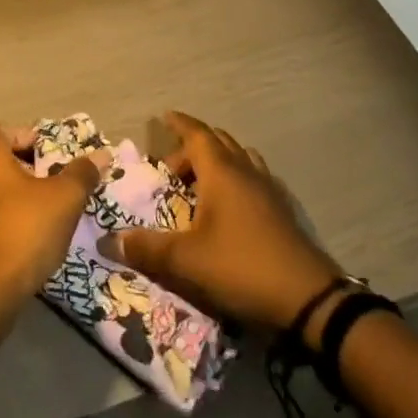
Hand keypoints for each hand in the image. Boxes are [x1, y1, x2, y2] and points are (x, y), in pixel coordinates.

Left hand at [0, 122, 107, 308]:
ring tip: (43, 217)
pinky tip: (25, 246)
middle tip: (52, 185)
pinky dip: (2, 227)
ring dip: (12, 200)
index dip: (21, 135)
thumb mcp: (64, 199)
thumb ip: (82, 174)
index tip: (47, 155)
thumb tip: (101, 155)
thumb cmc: (24, 231)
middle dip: (22, 170)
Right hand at [99, 111, 343, 334]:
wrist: (309, 300)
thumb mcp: (186, 261)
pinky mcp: (283, 212)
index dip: (180, 123)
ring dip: (218, 161)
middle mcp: (246, 172)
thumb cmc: (242, 267)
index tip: (164, 117)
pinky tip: (230, 207)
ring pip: (241, 158)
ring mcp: (269, 190)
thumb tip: (108, 240)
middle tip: (172, 167)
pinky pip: (255, 178)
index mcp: (222, 173)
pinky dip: (237, 179)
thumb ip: (146, 247)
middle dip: (193, 147)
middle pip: (219, 142)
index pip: (197, 134)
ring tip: (200, 184)